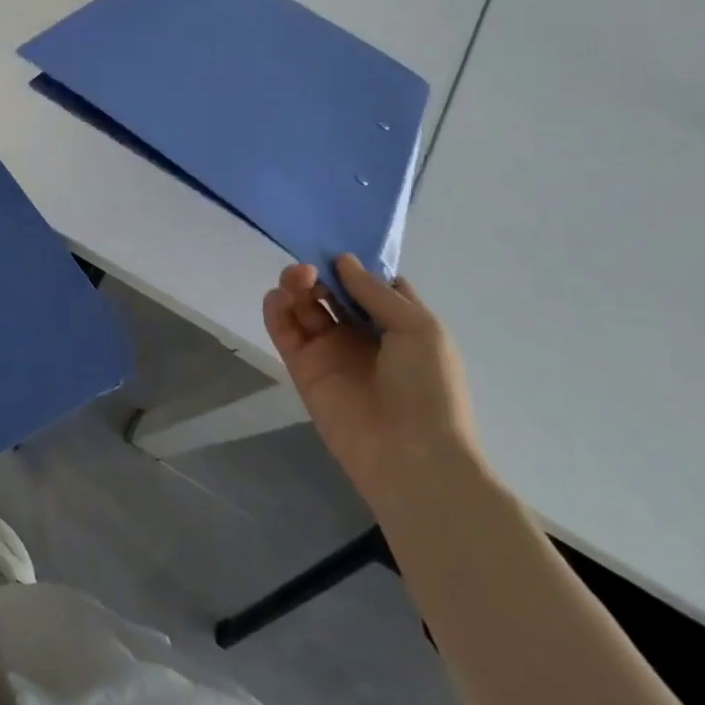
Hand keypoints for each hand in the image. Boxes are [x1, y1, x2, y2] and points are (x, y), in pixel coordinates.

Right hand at [263, 255, 481, 513]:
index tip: (337, 247)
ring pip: (305, 306)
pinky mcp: (304, 368)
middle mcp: (362, 333)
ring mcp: (331, 351)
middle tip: (309, 270)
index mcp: (398, 323)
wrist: (411, 456)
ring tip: (297, 281)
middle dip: (319, 273)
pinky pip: (284, 332)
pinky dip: (276, 310)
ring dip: (296, 286)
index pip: (370, 284)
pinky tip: (278, 298)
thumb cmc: (429, 388)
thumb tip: (343, 261)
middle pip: (332, 290)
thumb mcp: (420, 329)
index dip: (355, 264)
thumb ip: (377, 293)